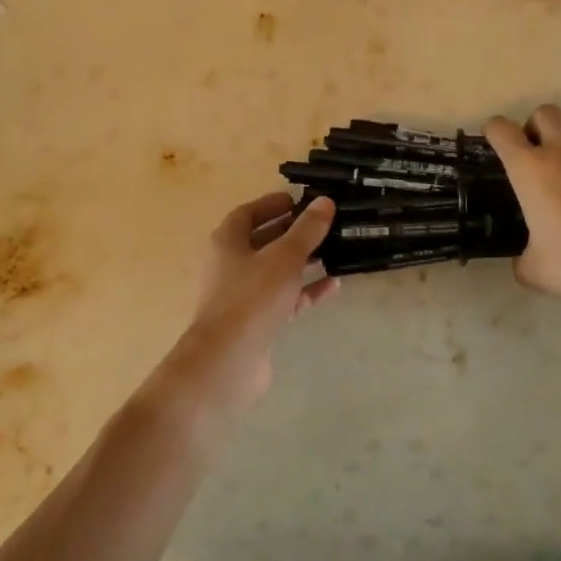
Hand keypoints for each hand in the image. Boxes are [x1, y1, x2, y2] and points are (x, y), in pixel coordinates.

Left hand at [161, 192, 338, 419]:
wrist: (229, 360)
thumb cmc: (252, 297)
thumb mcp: (285, 257)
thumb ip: (306, 230)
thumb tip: (324, 202)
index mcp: (227, 242)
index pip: (248, 214)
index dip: (272, 204)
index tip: (299, 201)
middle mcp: (230, 265)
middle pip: (262, 242)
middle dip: (292, 233)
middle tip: (323, 224)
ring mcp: (242, 296)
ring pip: (276, 272)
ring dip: (302, 262)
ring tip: (334, 251)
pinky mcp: (256, 323)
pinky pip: (284, 300)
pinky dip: (306, 292)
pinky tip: (333, 286)